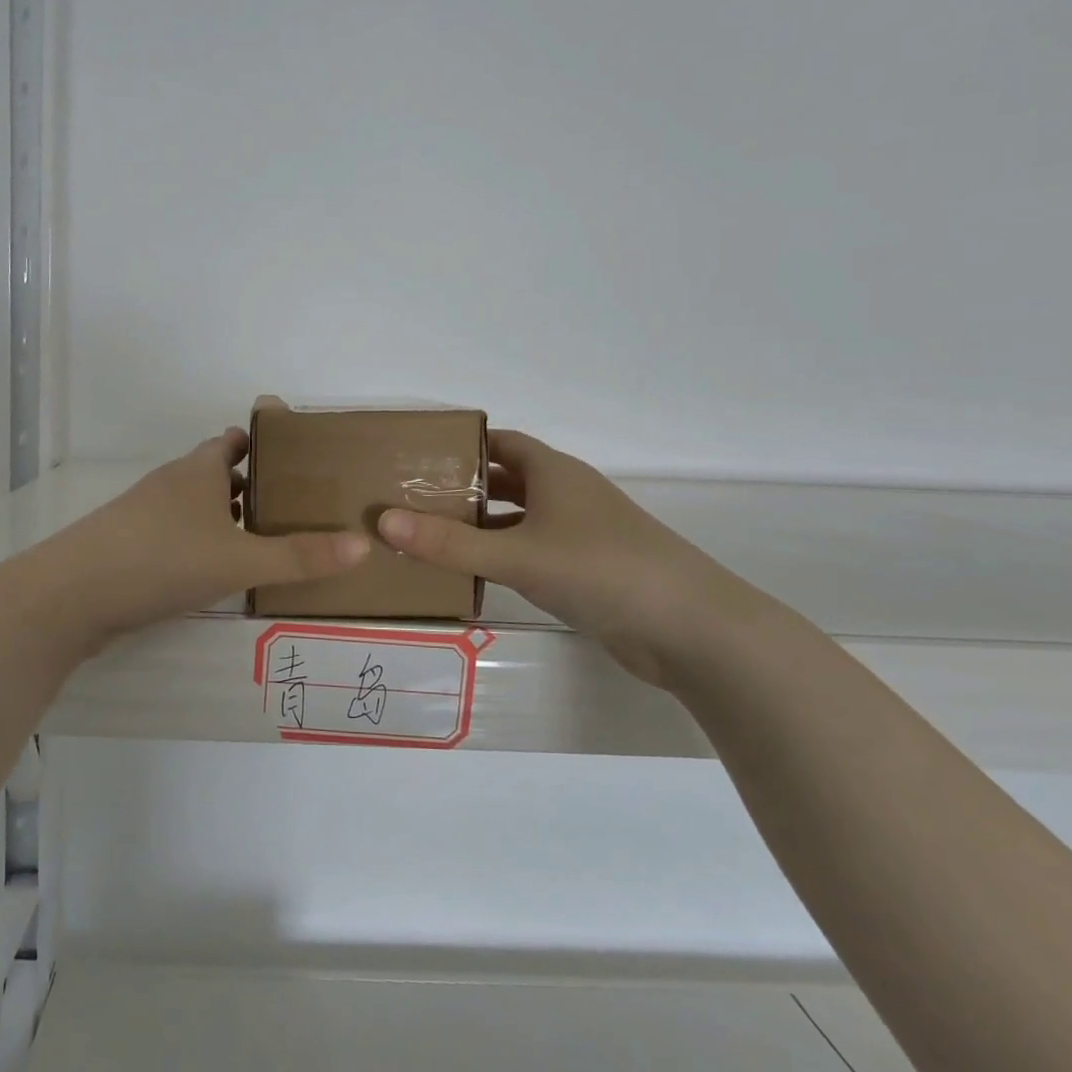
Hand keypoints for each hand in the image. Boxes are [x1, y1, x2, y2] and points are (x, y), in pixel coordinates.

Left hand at [31, 428, 370, 642]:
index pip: (232, 441)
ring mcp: (144, 514)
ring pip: (194, 504)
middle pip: (214, 472)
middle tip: (291, 504)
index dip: (261, 443)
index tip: (294, 456)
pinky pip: (176, 533)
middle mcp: (171, 483)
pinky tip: (213, 569)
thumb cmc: (162, 560)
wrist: (71, 594)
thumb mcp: (239, 560)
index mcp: (198, 471)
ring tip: (261, 537)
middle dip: (249, 483)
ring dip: (223, 515)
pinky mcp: (128, 544)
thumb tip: (364, 545)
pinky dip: (199, 540)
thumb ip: (300, 556)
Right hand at [377, 430, 745, 686]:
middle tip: (408, 498)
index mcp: (554, 472)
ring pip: (518, 519)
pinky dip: (501, 556)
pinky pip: (531, 552)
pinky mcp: (585, 571)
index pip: (499, 442)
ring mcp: (579, 534)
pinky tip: (471, 574)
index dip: (459, 445)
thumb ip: (449, 543)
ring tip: (427, 536)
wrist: (690, 629)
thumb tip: (382, 521)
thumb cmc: (601, 570)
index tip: (415, 455)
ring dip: (480, 525)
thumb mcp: (517, 555)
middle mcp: (566, 495)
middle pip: (505, 480)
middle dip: (461, 487)